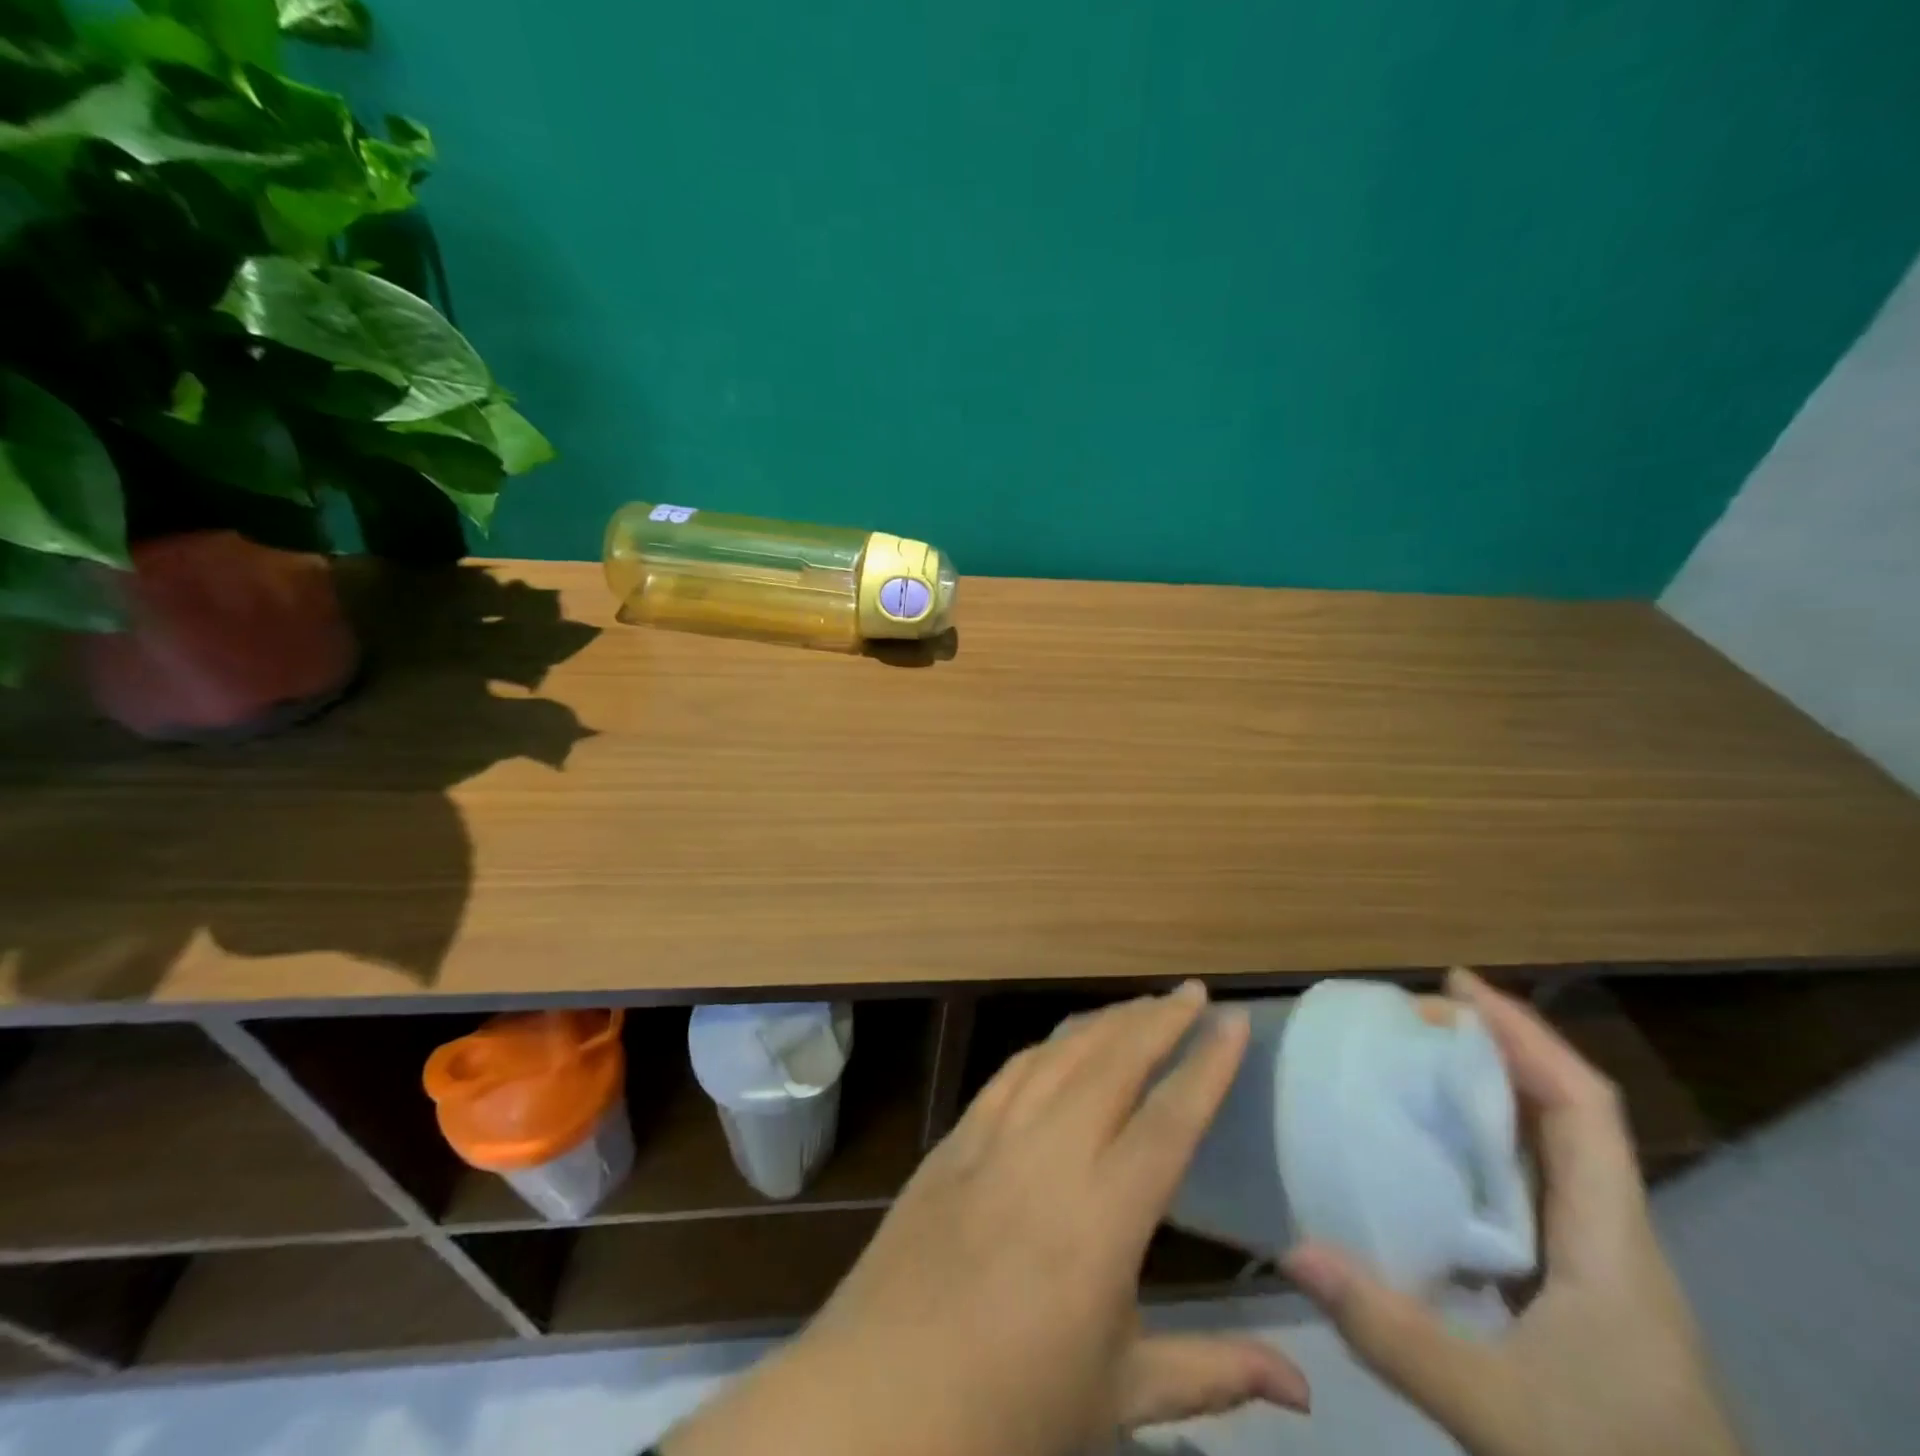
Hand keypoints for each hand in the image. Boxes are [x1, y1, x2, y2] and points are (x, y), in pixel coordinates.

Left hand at [663, 983, 1309, 1455]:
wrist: (877, 1400)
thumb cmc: (1008, 1410)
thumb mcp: (1118, 1398)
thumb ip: (1211, 1373)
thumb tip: (1304, 1386)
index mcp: (1101, 1218)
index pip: (1169, 1121)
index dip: (1207, 1066)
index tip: (1236, 1022)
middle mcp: (1049, 1156)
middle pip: (1113, 1064)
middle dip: (1159, 1020)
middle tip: (1194, 992)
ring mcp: (994, 1138)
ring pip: (1059, 1055)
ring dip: (1104, 1022)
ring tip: (1140, 1004)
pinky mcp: (953, 1139)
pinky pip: (1009, 1073)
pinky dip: (1046, 1045)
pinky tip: (1062, 1040)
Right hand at [1284, 969, 1744, 1455]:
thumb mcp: (1498, 1415)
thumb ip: (1392, 1333)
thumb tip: (1293, 1249)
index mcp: (1613, 1247)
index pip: (1583, 1108)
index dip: (1526, 1035)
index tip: (1457, 986)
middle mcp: (1615, 1241)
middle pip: (1568, 1116)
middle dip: (1499, 1051)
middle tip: (1416, 1020)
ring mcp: (1603, 1272)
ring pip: (1553, 1154)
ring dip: (1492, 1098)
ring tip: (1416, 1068)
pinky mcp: (1584, 1301)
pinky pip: (1533, 1196)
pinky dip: (1486, 1154)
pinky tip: (1433, 1164)